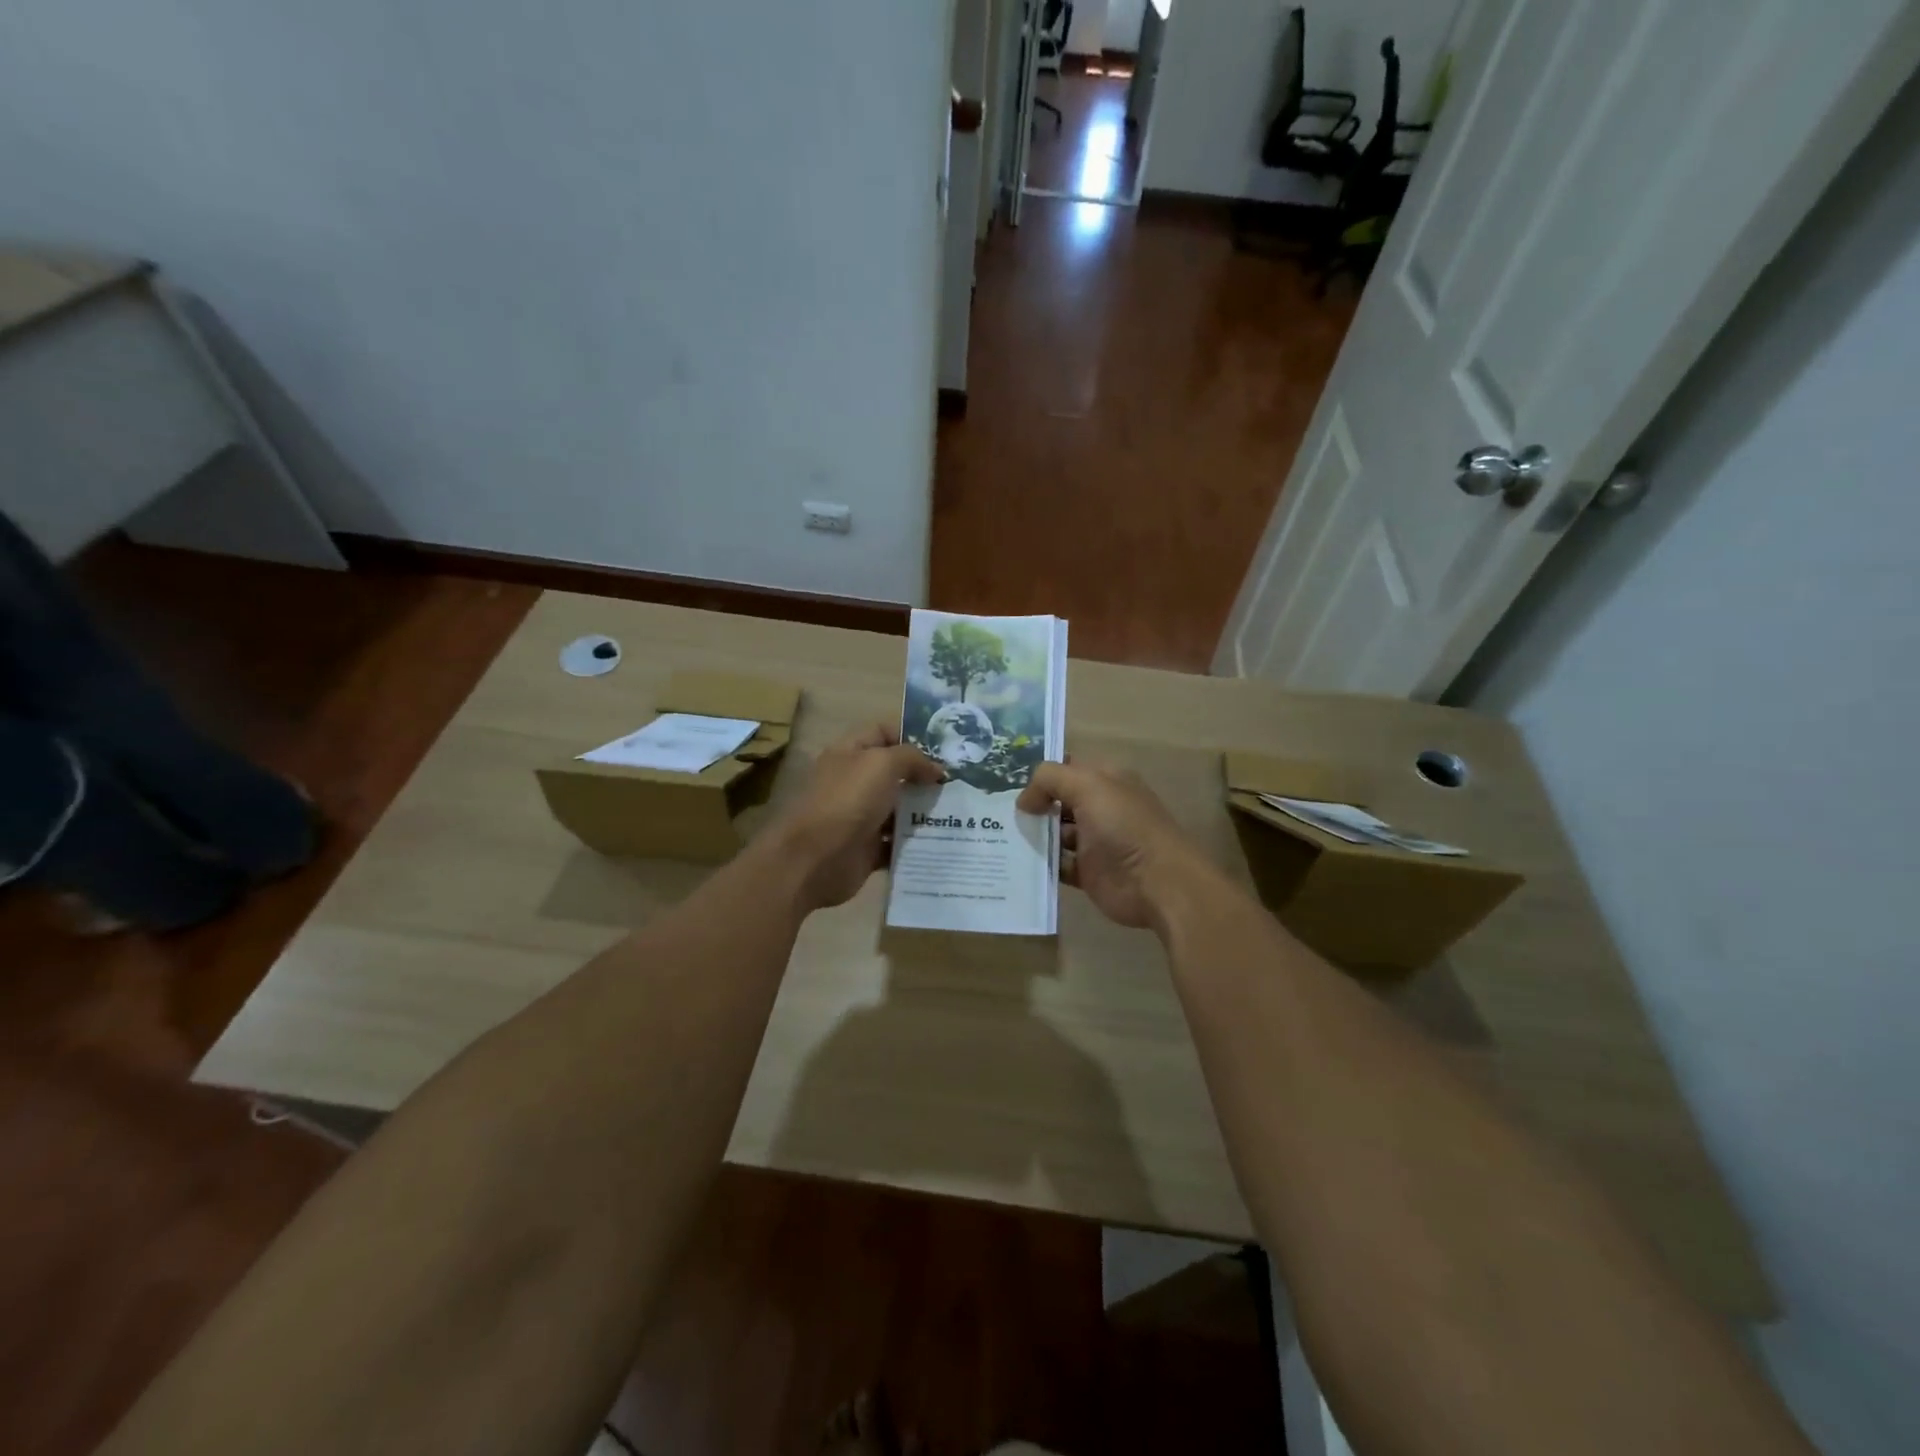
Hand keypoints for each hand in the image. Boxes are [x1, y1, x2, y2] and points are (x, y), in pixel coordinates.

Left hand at [774, 723, 945, 911]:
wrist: (813, 860)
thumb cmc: (847, 801)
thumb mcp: (882, 764)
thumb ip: (912, 758)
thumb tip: (936, 769)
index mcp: (851, 753)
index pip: (884, 732)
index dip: (913, 734)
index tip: (946, 747)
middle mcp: (855, 781)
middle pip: (896, 772)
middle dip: (927, 775)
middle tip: (962, 780)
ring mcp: (861, 816)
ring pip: (900, 808)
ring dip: (926, 810)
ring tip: (961, 810)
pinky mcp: (868, 848)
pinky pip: (898, 841)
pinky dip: (918, 841)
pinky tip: (946, 838)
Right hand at [1017, 761, 1210, 929]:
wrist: (1156, 882)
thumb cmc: (1124, 826)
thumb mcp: (1088, 786)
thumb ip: (1050, 780)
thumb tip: (1024, 799)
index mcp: (1106, 780)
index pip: (1067, 769)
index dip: (1041, 775)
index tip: (1007, 783)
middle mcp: (1100, 808)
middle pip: (1058, 802)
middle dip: (1032, 805)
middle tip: (996, 811)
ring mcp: (1095, 841)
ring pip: (1055, 834)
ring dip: (1032, 836)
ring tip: (1000, 837)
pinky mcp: (1088, 872)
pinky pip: (1058, 864)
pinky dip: (1040, 864)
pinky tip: (1016, 862)